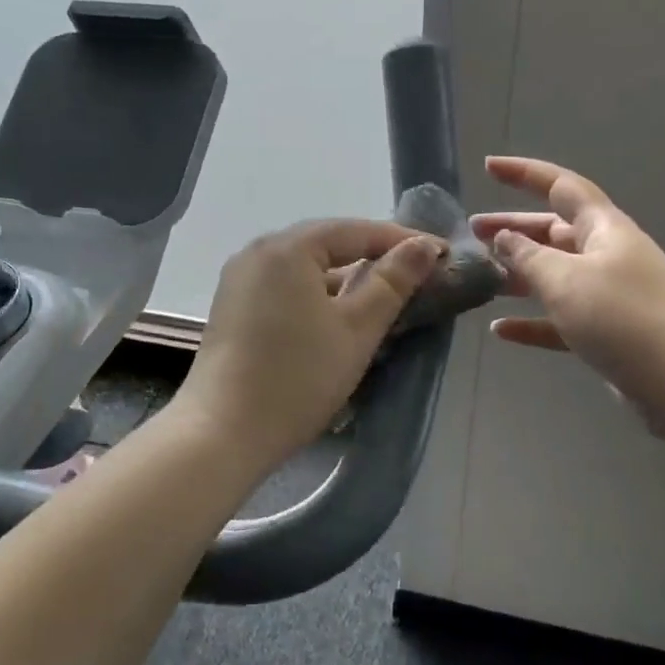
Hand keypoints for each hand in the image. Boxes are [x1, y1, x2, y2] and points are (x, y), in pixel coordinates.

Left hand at [175, 220, 444, 465]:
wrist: (222, 434)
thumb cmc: (298, 378)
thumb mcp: (357, 329)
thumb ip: (392, 282)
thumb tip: (422, 245)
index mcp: (288, 248)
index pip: (356, 230)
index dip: (402, 241)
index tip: (442, 256)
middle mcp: (258, 252)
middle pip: (327, 244)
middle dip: (373, 257)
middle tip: (417, 274)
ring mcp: (240, 281)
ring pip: (306, 269)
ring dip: (346, 279)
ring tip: (383, 298)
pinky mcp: (233, 309)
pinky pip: (286, 288)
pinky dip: (317, 296)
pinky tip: (338, 319)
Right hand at [471, 156, 664, 441]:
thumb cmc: (623, 318)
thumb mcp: (566, 281)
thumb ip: (528, 257)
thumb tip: (505, 237)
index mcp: (604, 229)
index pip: (560, 186)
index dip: (523, 174)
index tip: (488, 167)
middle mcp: (607, 254)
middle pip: (552, 232)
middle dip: (513, 228)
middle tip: (474, 231)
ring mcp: (608, 294)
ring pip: (555, 275)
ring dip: (518, 275)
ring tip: (481, 279)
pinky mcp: (607, 332)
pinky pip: (560, 318)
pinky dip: (532, 321)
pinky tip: (500, 330)